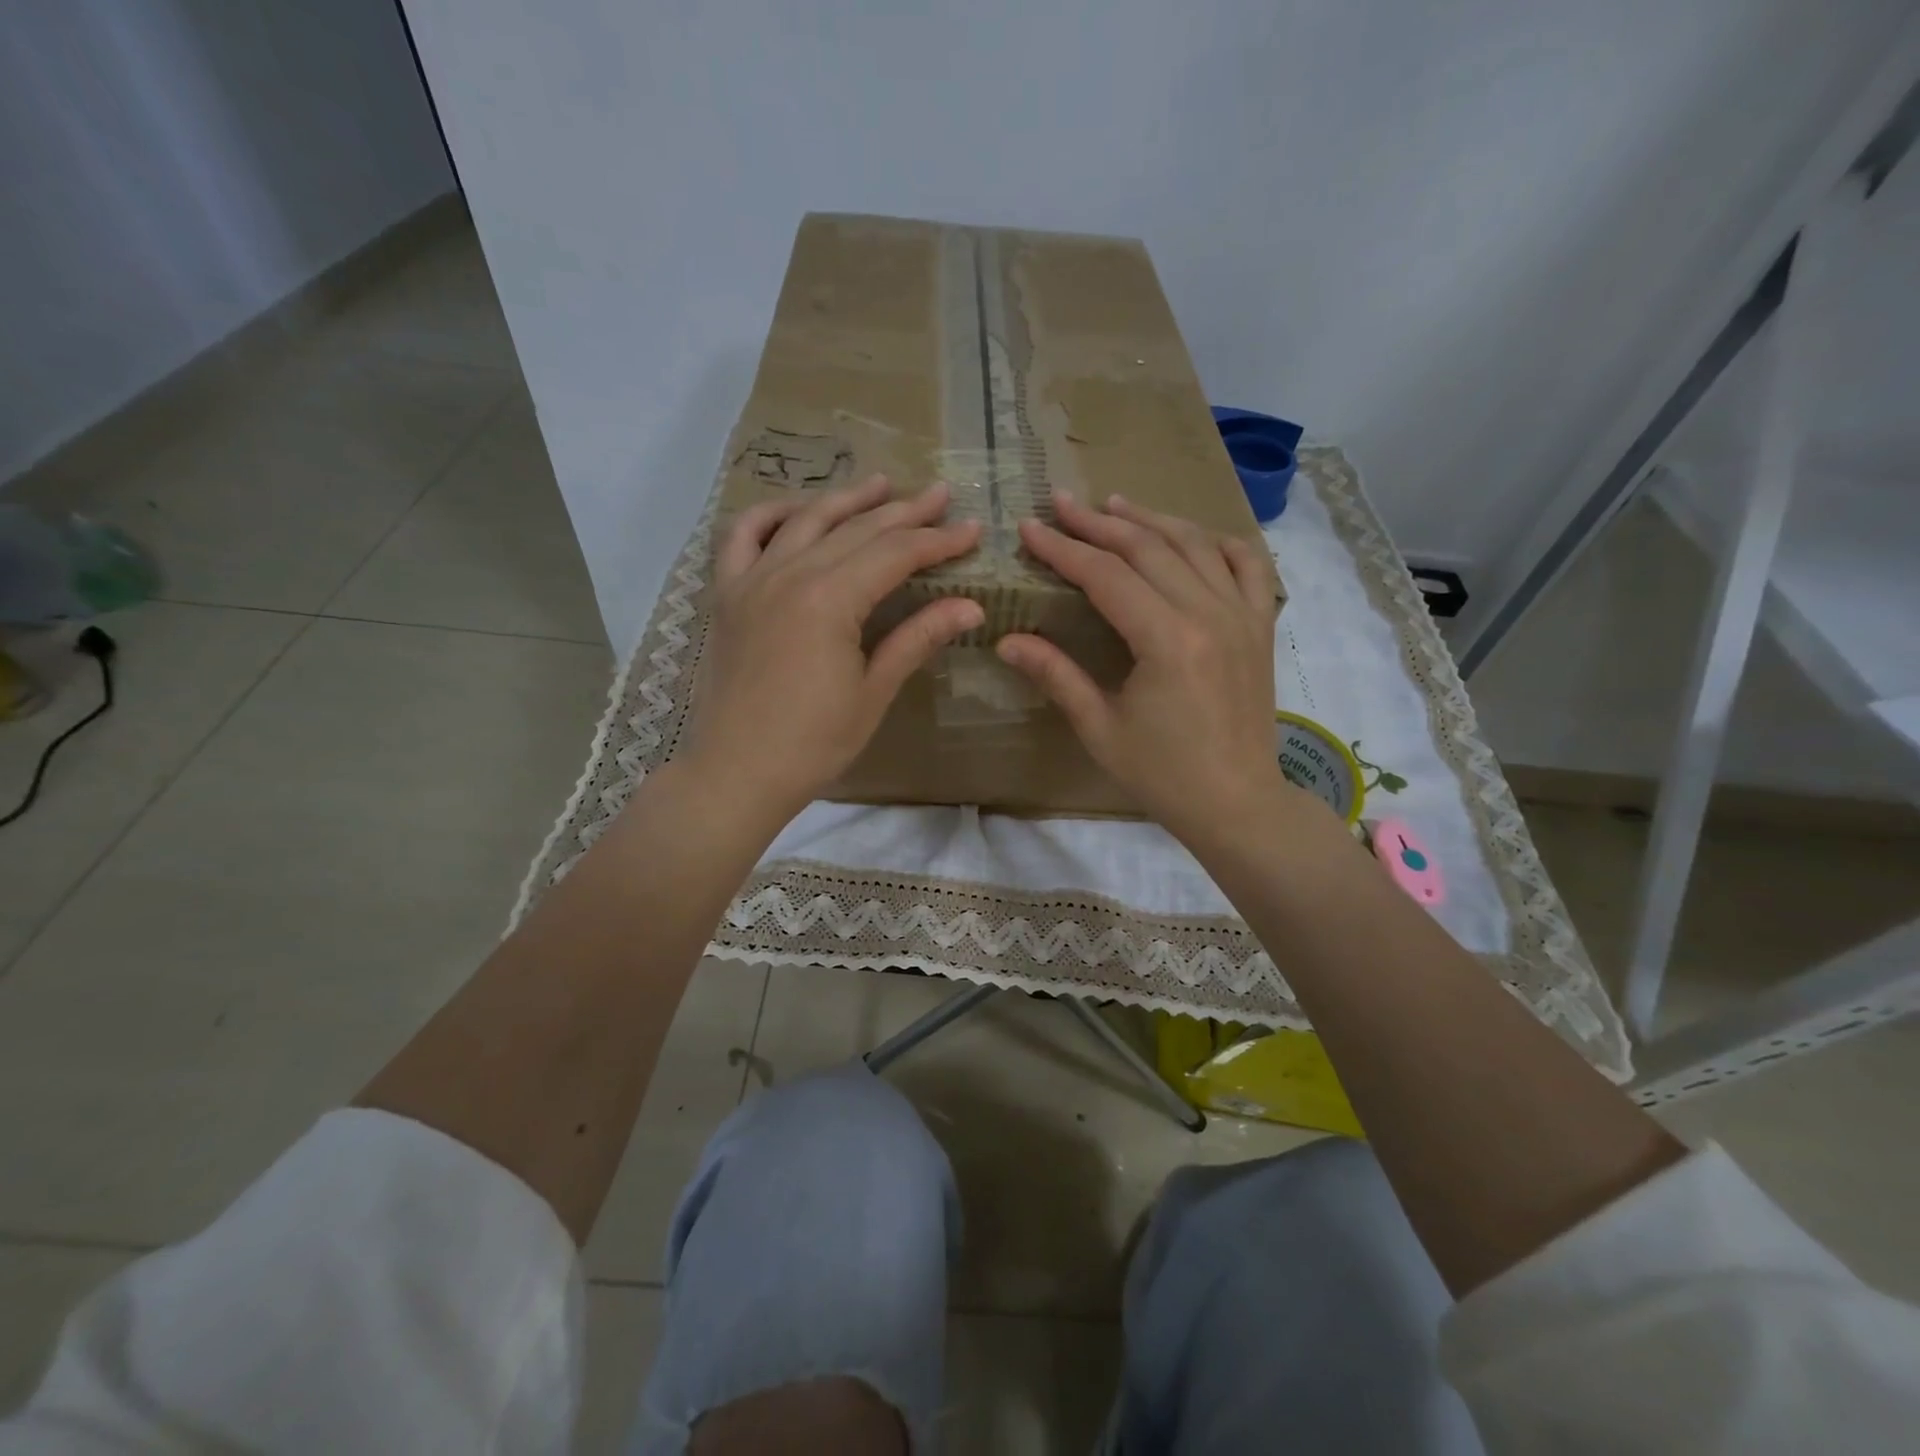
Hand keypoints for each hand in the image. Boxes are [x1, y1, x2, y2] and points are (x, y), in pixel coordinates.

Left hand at [681, 475, 982, 823]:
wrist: (736, 772)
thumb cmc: (813, 743)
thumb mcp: (873, 691)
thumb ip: (917, 638)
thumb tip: (971, 607)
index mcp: (830, 599)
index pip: (895, 554)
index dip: (938, 541)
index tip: (973, 531)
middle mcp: (789, 573)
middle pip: (856, 529)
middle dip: (904, 512)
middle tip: (941, 496)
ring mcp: (751, 579)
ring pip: (805, 520)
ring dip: (847, 499)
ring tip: (882, 484)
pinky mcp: (726, 594)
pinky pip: (743, 536)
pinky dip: (771, 514)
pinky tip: (797, 510)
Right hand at [997, 492, 1285, 842]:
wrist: (1236, 802)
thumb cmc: (1163, 774)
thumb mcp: (1099, 728)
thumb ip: (1056, 675)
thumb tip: (1006, 641)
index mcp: (1168, 640)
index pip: (1106, 576)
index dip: (1064, 549)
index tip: (1031, 528)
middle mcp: (1210, 613)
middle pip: (1148, 548)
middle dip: (1099, 523)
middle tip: (1062, 503)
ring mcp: (1243, 615)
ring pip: (1195, 545)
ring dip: (1151, 520)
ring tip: (1114, 504)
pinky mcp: (1261, 626)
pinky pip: (1248, 565)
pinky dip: (1217, 542)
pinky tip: (1191, 536)